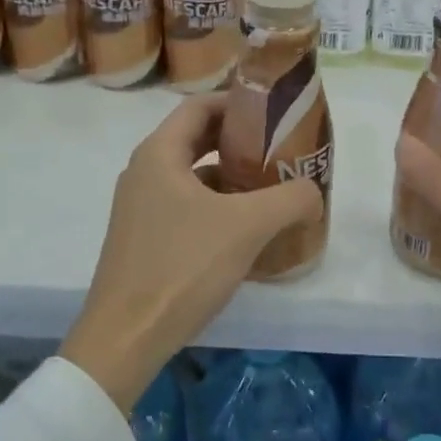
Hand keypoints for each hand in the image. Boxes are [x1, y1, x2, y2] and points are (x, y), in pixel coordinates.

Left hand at [61, 94, 322, 413]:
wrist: (126, 336)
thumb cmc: (183, 266)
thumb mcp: (247, 226)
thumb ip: (291, 199)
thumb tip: (314, 194)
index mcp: (159, 154)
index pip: (200, 106)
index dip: (239, 103)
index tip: (276, 114)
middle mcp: (144, 173)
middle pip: (197, 140)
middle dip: (241, 142)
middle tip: (282, 150)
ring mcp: (140, 208)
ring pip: (194, 177)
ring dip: (232, 178)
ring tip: (272, 189)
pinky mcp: (144, 239)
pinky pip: (186, 208)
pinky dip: (218, 208)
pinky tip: (247, 231)